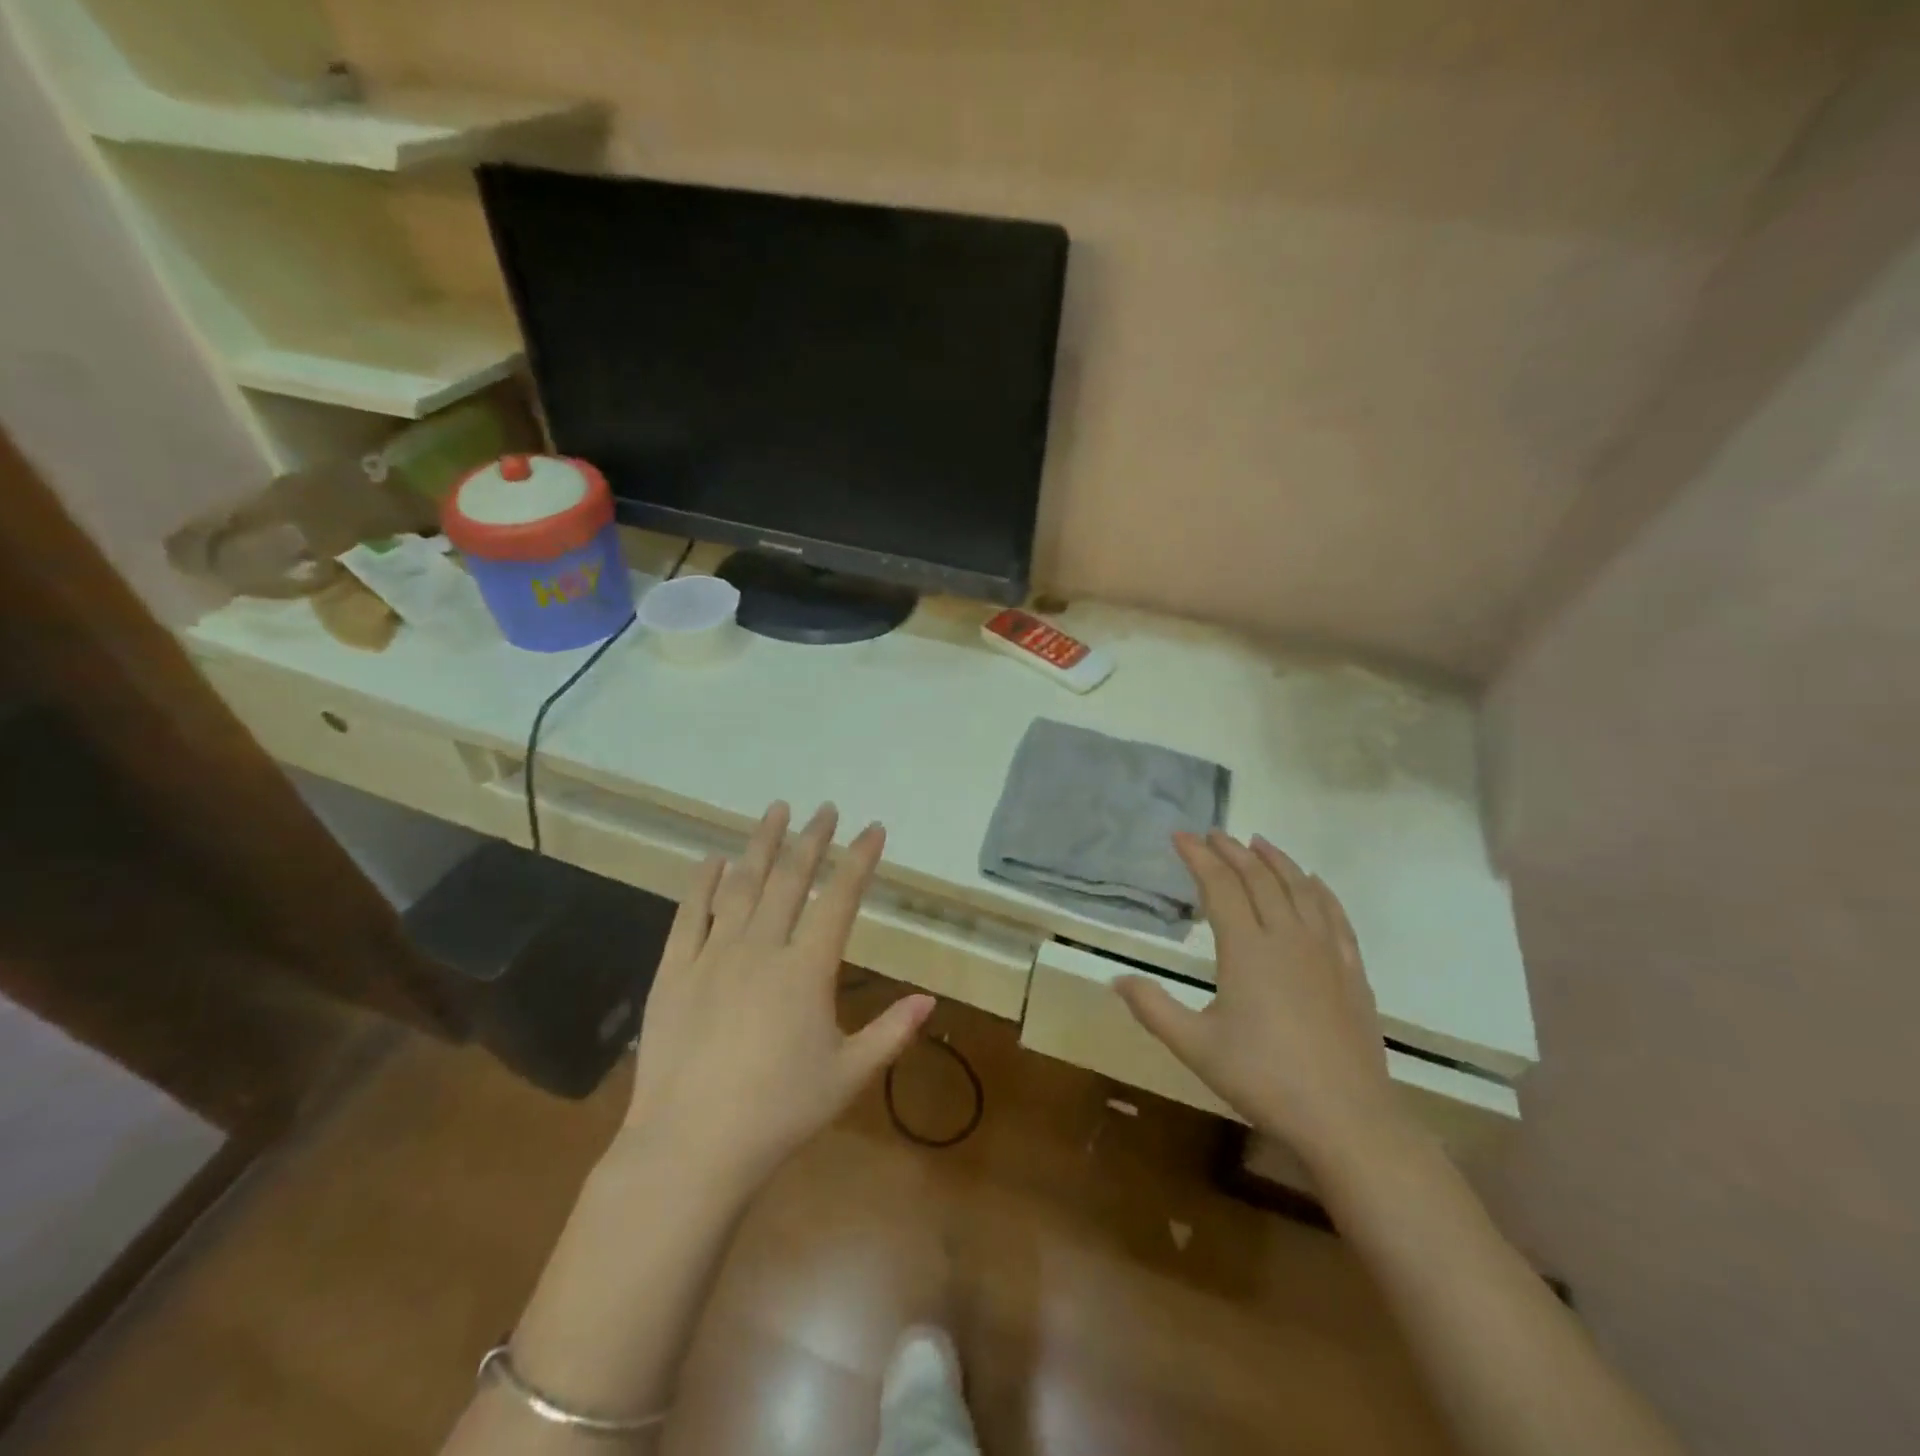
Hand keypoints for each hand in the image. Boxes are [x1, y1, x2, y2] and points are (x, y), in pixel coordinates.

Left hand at [623, 801, 933, 1195]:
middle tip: (825, 809)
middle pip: (791, 879)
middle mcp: (761, 948)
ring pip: (742, 885)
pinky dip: (704, 883)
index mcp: (806, 969)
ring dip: (761, 845)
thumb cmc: (779, 1113)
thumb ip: (891, 1033)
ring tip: (776, 811)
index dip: (859, 860)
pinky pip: (690, 915)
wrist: (690, 1146)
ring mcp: (713, 955)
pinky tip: (714, 860)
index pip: (840, 899)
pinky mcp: (675, 971)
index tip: (872, 829)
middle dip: (812, 840)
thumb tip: (930, 1000)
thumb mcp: (848, 1075)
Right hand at [1116, 830, 1401, 1166]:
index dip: (1198, 857)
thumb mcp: (1195, 1047)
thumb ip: (1153, 1008)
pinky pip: (1334, 915)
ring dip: (1275, 861)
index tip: (1180, 836)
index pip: (1219, 886)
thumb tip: (1115, 979)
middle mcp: (1287, 937)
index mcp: (1247, 949)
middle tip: (1212, 834)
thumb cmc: (1264, 1079)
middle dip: (1232, 851)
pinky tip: (1313, 883)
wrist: (1347, 1119)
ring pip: (1299, 888)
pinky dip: (1319, 890)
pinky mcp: (1351, 971)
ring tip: (1258, 842)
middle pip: (1259, 878)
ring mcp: (1325, 952)